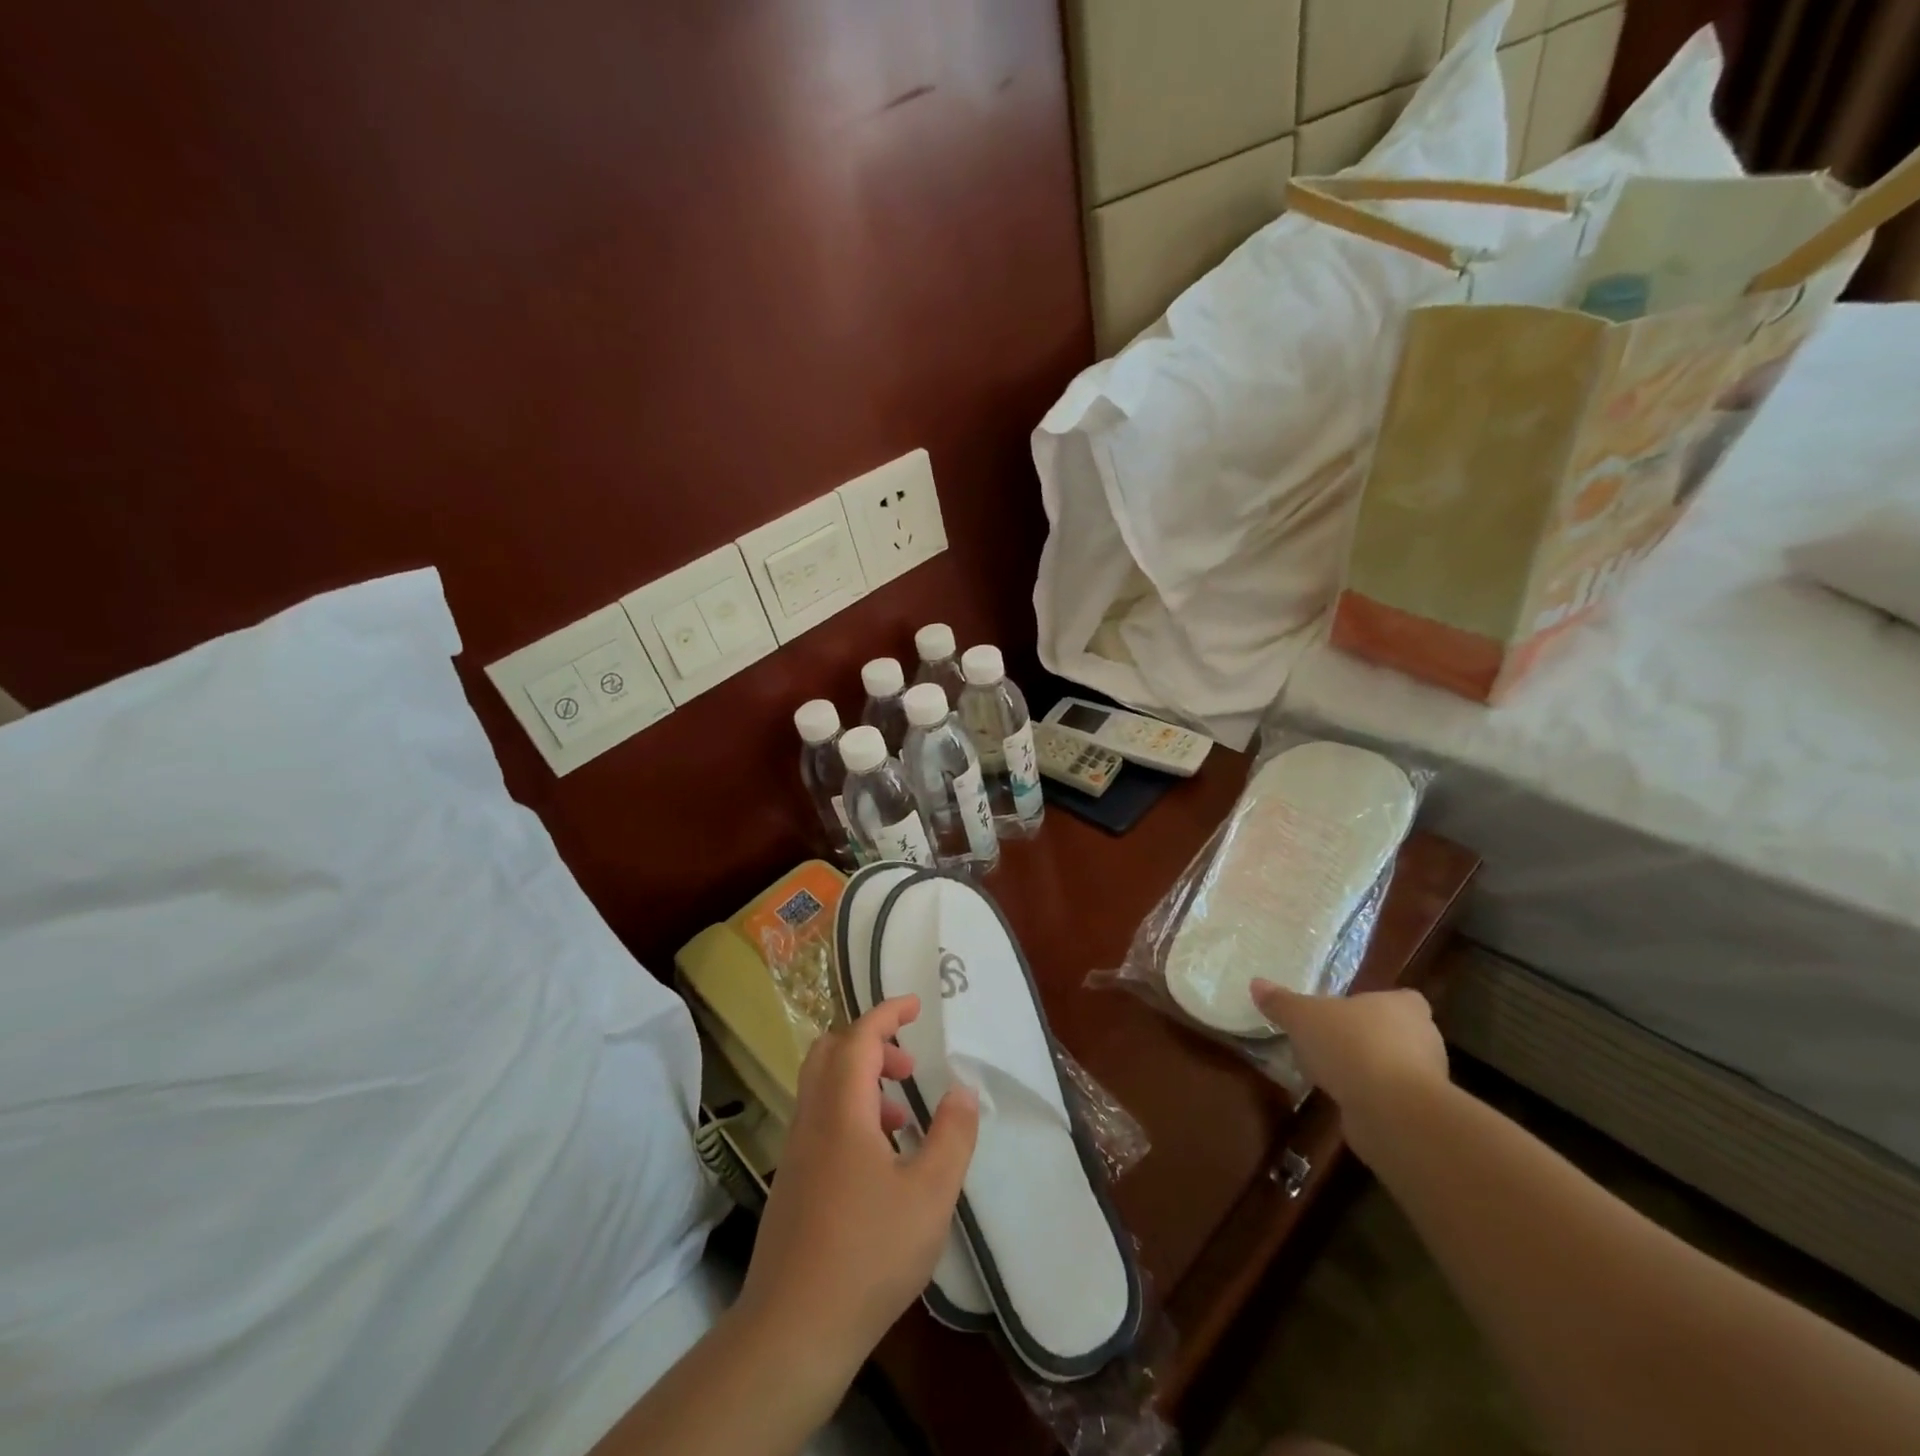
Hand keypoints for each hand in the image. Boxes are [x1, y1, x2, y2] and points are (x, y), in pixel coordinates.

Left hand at [738, 995, 979, 1381]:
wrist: (792, 1331)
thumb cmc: (868, 1254)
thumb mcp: (930, 1194)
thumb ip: (952, 1134)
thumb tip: (962, 1090)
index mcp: (842, 1109)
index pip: (860, 1037)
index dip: (887, 1013)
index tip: (915, 1004)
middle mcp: (812, 1119)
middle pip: (830, 1052)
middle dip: (871, 1043)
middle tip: (909, 1064)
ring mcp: (796, 1151)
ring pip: (823, 1088)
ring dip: (862, 1080)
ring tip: (902, 1115)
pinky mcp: (793, 1181)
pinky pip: (820, 1120)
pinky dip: (850, 1112)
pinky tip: (880, 1159)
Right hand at [1250, 982, 1448, 1163]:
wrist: (1390, 1110)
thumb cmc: (1350, 1046)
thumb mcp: (1303, 1017)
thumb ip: (1281, 1002)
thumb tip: (1256, 983)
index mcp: (1405, 1006)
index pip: (1403, 999)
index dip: (1380, 1005)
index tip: (1354, 1013)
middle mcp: (1424, 1038)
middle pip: (1399, 1033)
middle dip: (1370, 1038)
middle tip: (1335, 1041)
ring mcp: (1427, 1080)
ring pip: (1396, 1067)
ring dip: (1370, 1070)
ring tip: (1333, 1073)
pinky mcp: (1419, 1113)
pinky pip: (1391, 1098)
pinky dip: (1371, 1098)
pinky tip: (1344, 1100)